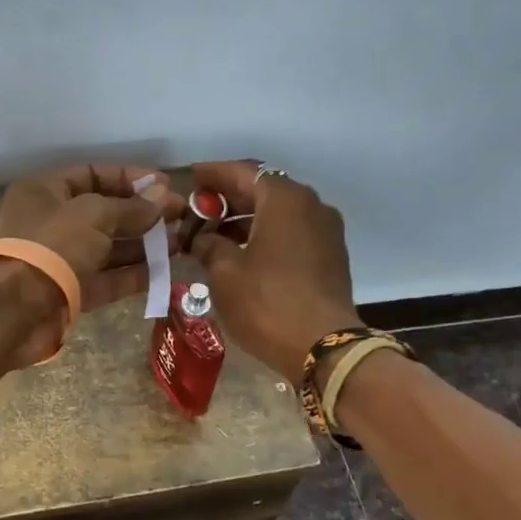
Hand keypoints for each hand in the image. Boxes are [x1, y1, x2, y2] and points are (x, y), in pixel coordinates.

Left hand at [0, 163, 183, 365]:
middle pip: (104, 212)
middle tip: (182, 218)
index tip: (166, 186)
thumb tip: (165, 194)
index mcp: (45, 191)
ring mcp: (60, 259)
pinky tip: (165, 272)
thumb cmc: (51, 247)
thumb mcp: (95, 215)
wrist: (13, 310)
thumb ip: (132, 207)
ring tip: (181, 244)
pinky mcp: (70, 292)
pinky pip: (106, 278)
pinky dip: (133, 275)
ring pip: (108, 247)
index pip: (94, 175)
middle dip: (143, 214)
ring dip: (143, 245)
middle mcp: (51, 222)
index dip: (131, 179)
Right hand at [187, 161, 361, 383]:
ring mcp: (325, 230)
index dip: (213, 173)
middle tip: (197, 210)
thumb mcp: (224, 272)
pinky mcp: (330, 255)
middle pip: (263, 189)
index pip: (242, 172)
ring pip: (278, 212)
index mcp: (284, 199)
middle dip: (228, 198)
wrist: (323, 347)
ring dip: (246, 219)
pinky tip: (241, 253)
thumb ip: (209, 245)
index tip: (191, 176)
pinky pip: (291, 232)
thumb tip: (203, 238)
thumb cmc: (267, 303)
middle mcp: (310, 205)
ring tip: (213, 235)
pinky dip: (265, 234)